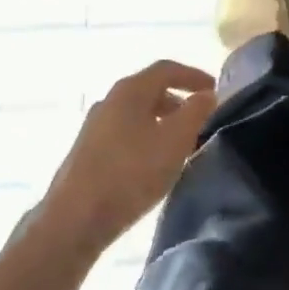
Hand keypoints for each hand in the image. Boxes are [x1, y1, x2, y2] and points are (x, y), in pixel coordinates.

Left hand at [42, 60, 217, 254]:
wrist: (73, 220)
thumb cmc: (131, 173)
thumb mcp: (175, 141)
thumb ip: (196, 112)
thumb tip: (207, 94)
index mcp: (130, 89)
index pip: (167, 69)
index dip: (193, 75)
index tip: (214, 89)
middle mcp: (110, 100)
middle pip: (150, 89)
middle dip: (178, 99)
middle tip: (200, 116)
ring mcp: (94, 126)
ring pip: (136, 113)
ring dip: (162, 121)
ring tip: (180, 143)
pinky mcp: (86, 152)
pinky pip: (124, 133)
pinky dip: (146, 137)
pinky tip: (152, 162)